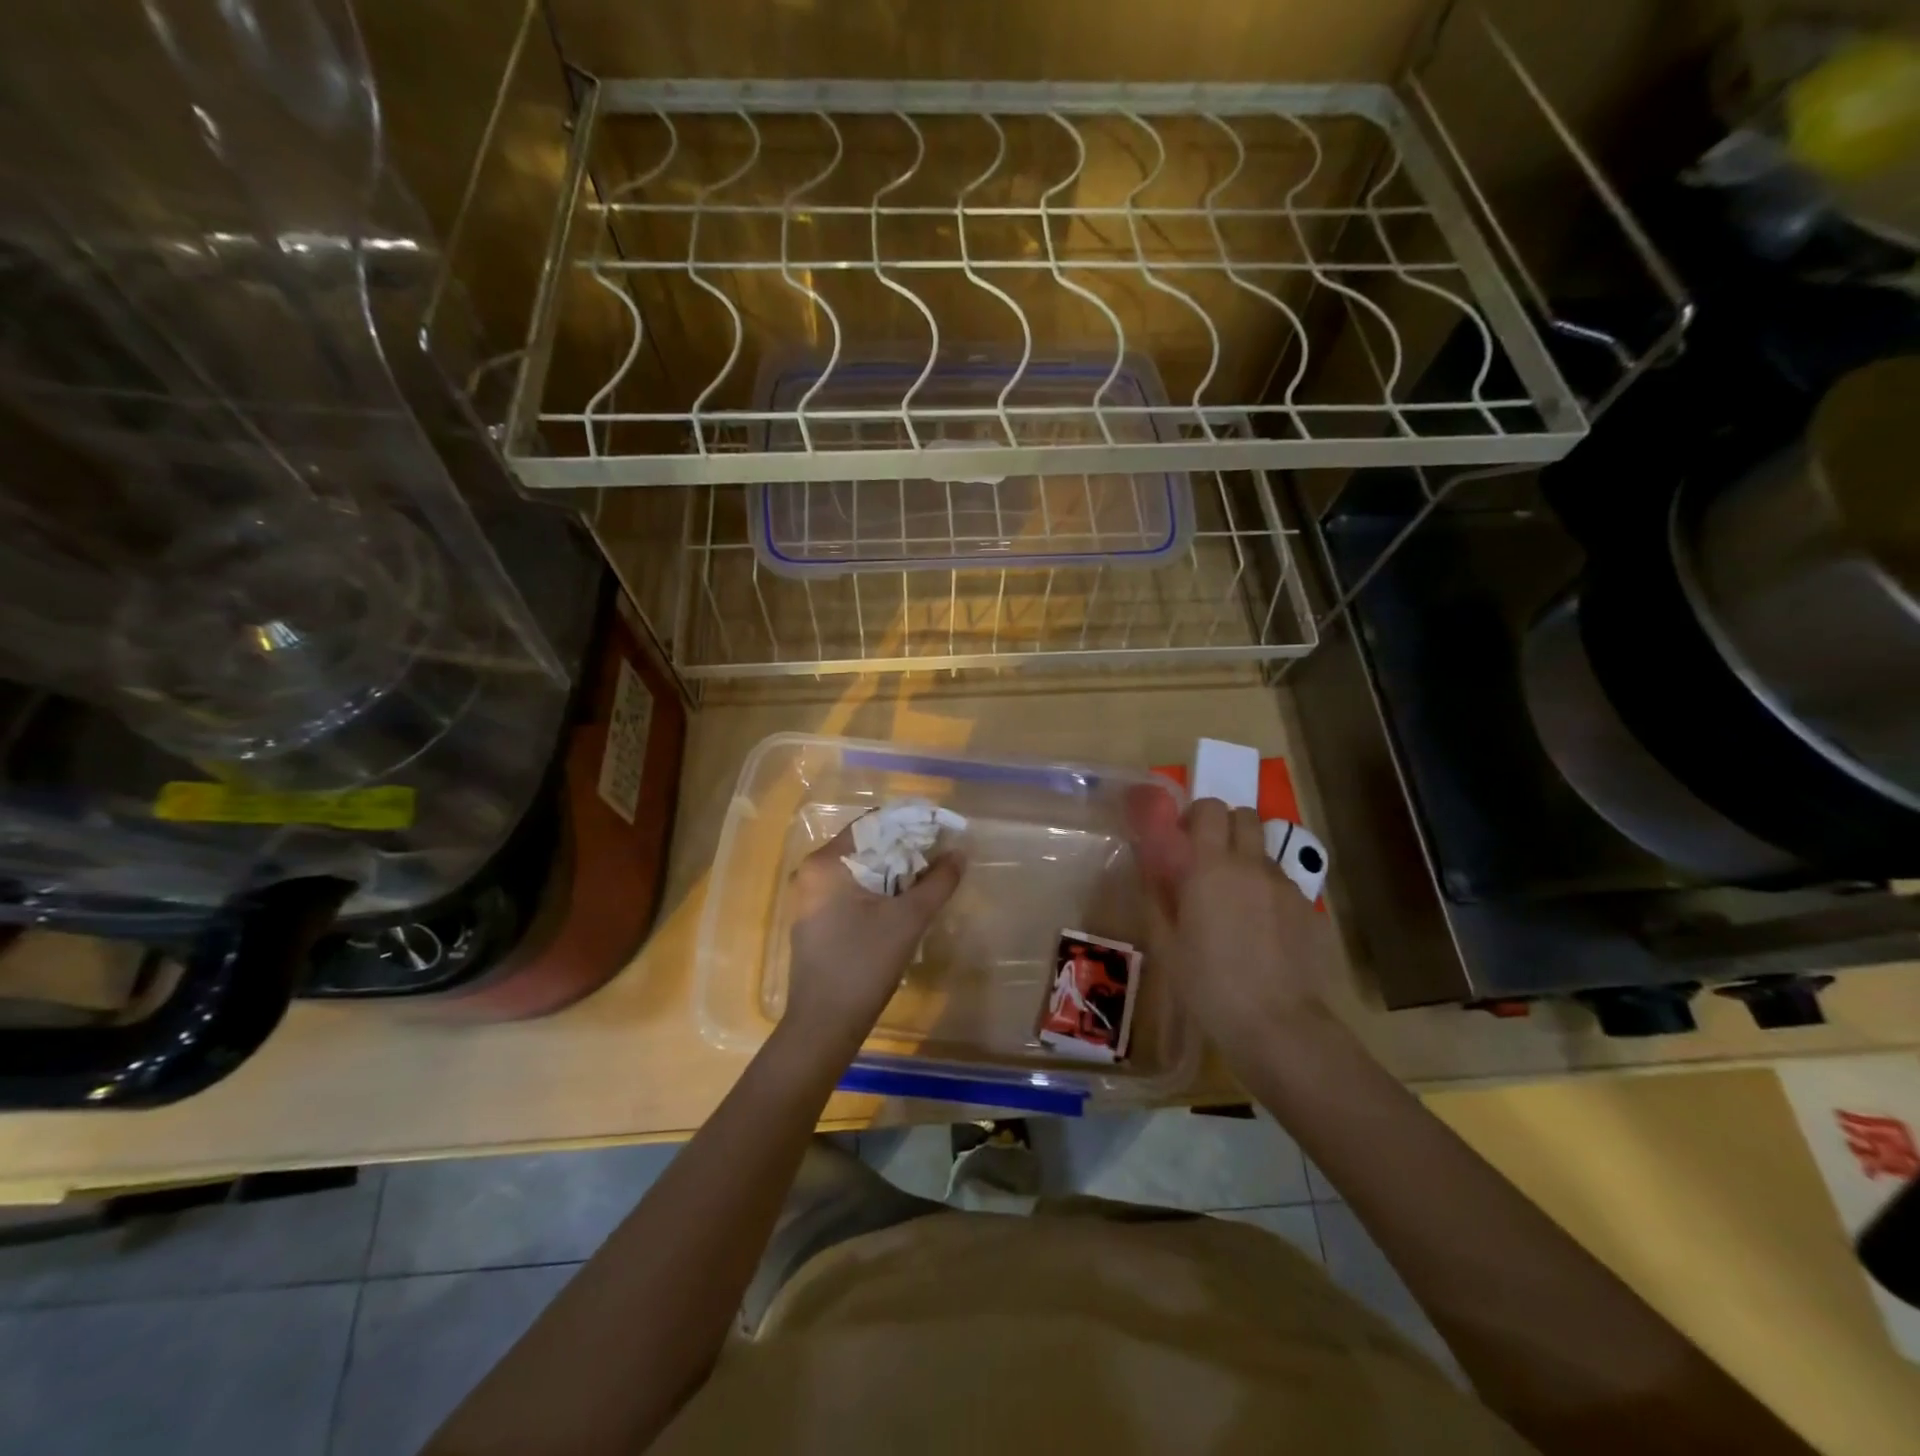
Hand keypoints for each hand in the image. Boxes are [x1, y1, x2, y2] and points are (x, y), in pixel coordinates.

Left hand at [783, 821, 963, 1047]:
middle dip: (905, 849)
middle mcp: (812, 872)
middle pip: (866, 846)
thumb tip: (959, 854)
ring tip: (929, 878)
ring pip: (860, 869)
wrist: (824, 1025)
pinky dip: (878, 889)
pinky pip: (851, 890)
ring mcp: (810, 897)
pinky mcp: (815, 919)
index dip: (910, 824)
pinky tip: (903, 902)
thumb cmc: (863, 964)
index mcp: (826, 863)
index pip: (873, 825)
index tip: (941, 831)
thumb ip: (937, 882)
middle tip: (941, 856)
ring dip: (894, 871)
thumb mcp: (908, 920)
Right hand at [1127, 793, 1337, 1069]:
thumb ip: (1157, 896)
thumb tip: (1152, 867)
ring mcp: (1285, 886)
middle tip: (1208, 859)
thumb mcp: (1166, 943)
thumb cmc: (1208, 984)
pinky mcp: (1309, 909)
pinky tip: (1261, 930)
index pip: (1209, 809)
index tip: (1183, 838)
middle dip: (1226, 826)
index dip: (1195, 816)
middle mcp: (1250, 865)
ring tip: (1236, 900)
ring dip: (1246, 860)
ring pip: (1264, 851)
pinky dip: (1268, 892)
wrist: (1276, 1024)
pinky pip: (1283, 884)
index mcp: (1209, 867)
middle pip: (1244, 816)